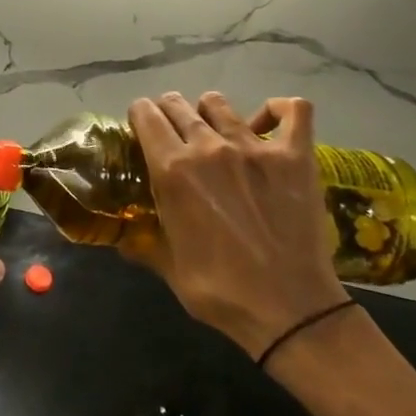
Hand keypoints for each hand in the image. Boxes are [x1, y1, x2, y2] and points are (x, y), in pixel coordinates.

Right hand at [121, 92, 348, 361]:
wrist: (291, 311)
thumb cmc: (220, 291)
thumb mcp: (167, 266)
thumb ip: (142, 241)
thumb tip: (120, 239)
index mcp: (172, 169)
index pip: (144, 114)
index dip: (139, 118)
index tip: (142, 131)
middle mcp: (208, 147)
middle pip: (177, 104)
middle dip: (169, 113)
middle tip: (174, 135)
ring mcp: (254, 147)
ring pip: (219, 104)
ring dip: (209, 113)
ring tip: (215, 133)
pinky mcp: (294, 156)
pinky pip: (293, 111)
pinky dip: (278, 110)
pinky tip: (270, 123)